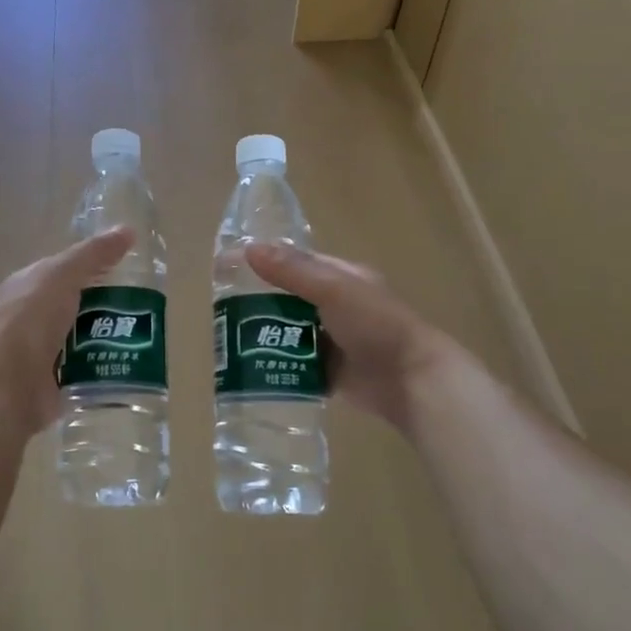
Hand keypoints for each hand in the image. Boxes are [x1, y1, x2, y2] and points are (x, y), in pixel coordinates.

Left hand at [0, 230, 133, 449]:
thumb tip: (127, 230)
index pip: (63, 271)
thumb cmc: (30, 320)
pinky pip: (83, 372)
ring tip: (144, 339)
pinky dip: (101, 369)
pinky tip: (126, 367)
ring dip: (107, 339)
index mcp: (26, 286)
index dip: (93, 266)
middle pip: (75, 306)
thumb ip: (93, 254)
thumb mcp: (62, 275)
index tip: (128, 270)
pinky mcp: (51, 384)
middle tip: (144, 309)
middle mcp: (30, 318)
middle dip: (106, 306)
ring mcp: (39, 353)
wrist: (7, 385)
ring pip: (81, 340)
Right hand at [244, 245, 454, 433]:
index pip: (295, 262)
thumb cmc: (376, 325)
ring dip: (264, 335)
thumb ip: (292, 271)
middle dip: (258, 302)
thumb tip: (247, 248)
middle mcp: (335, 306)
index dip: (263, 262)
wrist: (412, 382)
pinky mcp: (329, 372)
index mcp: (340, 277)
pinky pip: (295, 363)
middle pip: (288, 299)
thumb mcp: (333, 289)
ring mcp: (332, 340)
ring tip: (225, 339)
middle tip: (218, 310)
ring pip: (288, 332)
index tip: (226, 267)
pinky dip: (276, 363)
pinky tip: (249, 367)